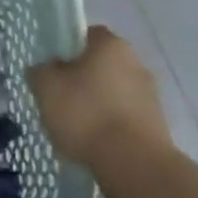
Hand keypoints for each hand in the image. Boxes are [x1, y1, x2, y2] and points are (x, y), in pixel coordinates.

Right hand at [28, 26, 173, 168]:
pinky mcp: (157, 122)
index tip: (52, 69)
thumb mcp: (46, 88)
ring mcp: (150, 93)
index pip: (86, 34)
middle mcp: (135, 61)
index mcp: (110, 44)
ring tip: (76, 126)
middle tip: (59, 98)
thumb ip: (40, 71)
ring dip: (97, 102)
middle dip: (82, 78)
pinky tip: (95, 141)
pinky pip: (125, 115)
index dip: (66, 49)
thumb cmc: (86, 114)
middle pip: (101, 64)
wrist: (133, 162)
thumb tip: (44, 68)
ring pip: (114, 90)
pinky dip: (110, 123)